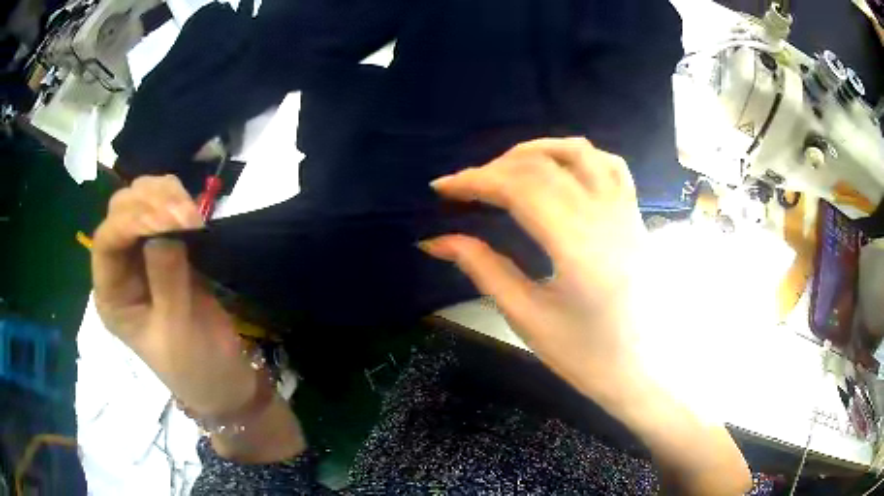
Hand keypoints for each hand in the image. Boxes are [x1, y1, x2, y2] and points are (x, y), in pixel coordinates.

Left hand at [92, 175, 255, 415]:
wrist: (223, 377)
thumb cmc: (193, 366)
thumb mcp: (176, 332)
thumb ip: (167, 281)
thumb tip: (164, 231)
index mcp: (112, 294)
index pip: (107, 241)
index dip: (132, 221)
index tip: (171, 220)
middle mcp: (121, 267)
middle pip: (121, 210)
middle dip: (151, 203)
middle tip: (188, 217)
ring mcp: (143, 253)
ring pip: (142, 199)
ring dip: (166, 196)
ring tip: (195, 216)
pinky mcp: (169, 247)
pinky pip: (167, 207)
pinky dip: (180, 201)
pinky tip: (195, 216)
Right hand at [420, 138, 646, 404]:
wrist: (640, 370)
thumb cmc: (584, 355)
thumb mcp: (526, 316)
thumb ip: (481, 268)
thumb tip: (434, 240)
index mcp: (577, 247)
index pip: (519, 188)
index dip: (475, 180)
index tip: (442, 187)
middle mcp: (605, 216)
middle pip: (543, 165)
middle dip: (495, 168)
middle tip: (467, 188)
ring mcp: (625, 211)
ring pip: (578, 152)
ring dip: (535, 152)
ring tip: (506, 170)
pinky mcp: (634, 215)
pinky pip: (609, 165)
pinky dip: (577, 156)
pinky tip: (558, 171)